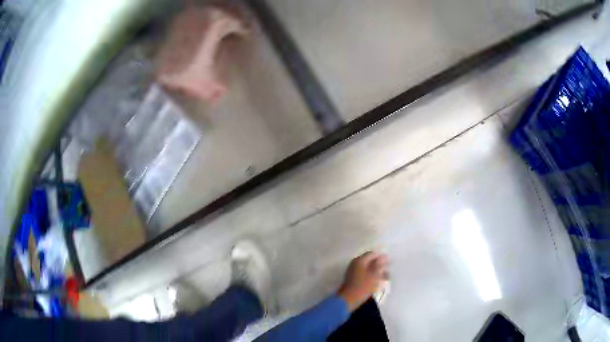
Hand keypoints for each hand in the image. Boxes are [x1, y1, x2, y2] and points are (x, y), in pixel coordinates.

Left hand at [337, 251, 388, 311]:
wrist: (348, 300)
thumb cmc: (363, 287)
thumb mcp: (374, 275)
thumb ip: (380, 265)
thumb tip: (384, 257)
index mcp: (360, 260)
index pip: (372, 254)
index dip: (381, 257)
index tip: (389, 262)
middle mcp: (355, 263)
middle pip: (369, 261)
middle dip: (379, 265)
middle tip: (388, 271)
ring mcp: (353, 271)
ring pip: (367, 268)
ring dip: (376, 271)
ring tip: (384, 278)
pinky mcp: (353, 279)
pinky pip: (364, 274)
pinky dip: (371, 276)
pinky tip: (377, 282)